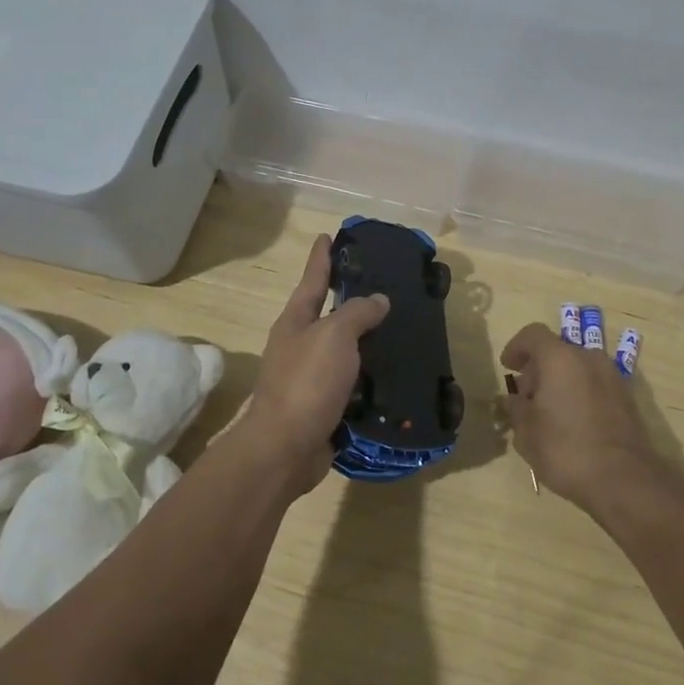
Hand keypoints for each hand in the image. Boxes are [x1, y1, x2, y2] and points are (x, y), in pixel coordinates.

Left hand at [242, 234, 390, 494]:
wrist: (285, 449)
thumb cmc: (306, 382)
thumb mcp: (334, 336)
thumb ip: (357, 313)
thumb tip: (377, 300)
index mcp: (296, 321)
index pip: (313, 279)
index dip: (322, 258)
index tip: (329, 235)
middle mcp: (300, 345)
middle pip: (328, 314)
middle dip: (351, 300)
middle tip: (383, 286)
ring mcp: (310, 378)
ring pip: (344, 351)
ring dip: (366, 342)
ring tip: (398, 330)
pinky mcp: (324, 406)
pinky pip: (353, 384)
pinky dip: (371, 378)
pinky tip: (393, 374)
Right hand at [500, 323, 657, 509]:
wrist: (623, 479)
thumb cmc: (565, 449)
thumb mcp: (526, 432)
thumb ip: (516, 408)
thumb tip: (513, 400)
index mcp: (560, 358)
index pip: (533, 334)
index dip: (516, 347)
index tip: (508, 367)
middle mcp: (588, 358)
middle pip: (556, 350)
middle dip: (537, 369)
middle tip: (525, 397)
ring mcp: (612, 376)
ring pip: (577, 367)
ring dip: (559, 380)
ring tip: (548, 412)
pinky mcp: (626, 397)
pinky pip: (594, 383)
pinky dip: (579, 392)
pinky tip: (571, 422)